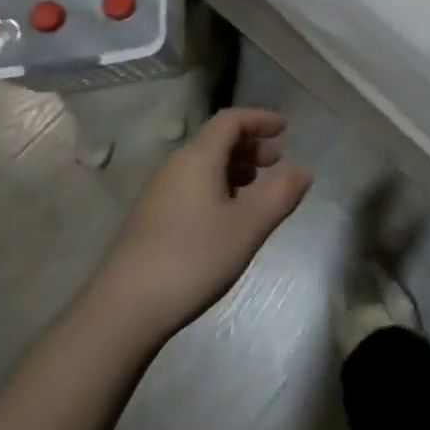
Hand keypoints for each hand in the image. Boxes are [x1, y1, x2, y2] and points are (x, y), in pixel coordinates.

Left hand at [95, 108, 312, 339]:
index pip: (231, 120)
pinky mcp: (151, 218)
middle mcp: (176, 166)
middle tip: (276, 162)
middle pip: (217, 140)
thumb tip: (305, 171)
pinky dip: (217, 185)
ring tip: (255, 189)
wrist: (124, 310)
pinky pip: (192, 184)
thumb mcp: (248, 227)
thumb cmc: (193, 258)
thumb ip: (281, 195)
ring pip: (204, 164)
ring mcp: (160, 192)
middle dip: (250, 145)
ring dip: (234, 167)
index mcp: (199, 157)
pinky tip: (227, 216)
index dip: (260, 119)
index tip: (285, 129)